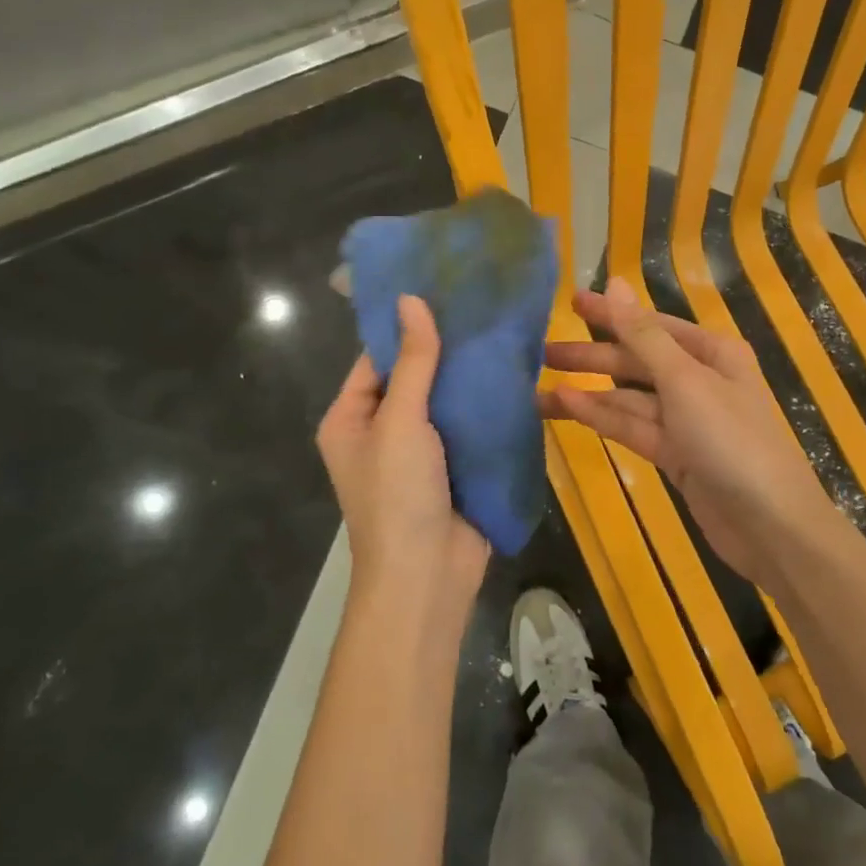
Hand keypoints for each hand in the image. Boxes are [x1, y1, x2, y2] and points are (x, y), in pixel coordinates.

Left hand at [317, 296, 488, 619]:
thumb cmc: (398, 494)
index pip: (376, 359)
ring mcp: (420, 452)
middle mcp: (381, 431)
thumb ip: (412, 361)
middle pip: (413, 378)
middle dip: (445, 350)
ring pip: (445, 401)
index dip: (406, 327)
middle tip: (483, 305)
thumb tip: (410, 299)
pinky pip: (468, 426)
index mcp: (350, 419)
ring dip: (469, 377)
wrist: (428, 576)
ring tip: (503, 330)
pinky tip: (514, 374)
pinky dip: (486, 405)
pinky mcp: (454, 467)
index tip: (442, 290)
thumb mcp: (400, 420)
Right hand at [539, 278, 845, 596]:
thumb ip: (643, 335)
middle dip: (591, 356)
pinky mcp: (676, 454)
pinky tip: (566, 408)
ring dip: (588, 393)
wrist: (771, 526)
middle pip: (637, 360)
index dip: (610, 313)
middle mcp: (699, 379)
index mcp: (711, 352)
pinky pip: (633, 427)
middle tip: (541, 352)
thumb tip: (616, 282)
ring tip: (537, 391)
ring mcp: (687, 419)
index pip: (650, 324)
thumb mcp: (685, 381)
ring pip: (629, 397)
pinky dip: (602, 417)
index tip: (569, 303)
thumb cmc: (732, 440)